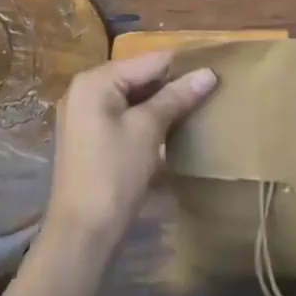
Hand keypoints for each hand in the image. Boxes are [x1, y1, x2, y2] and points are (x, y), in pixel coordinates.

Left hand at [44, 51, 217, 252]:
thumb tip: (209, 72)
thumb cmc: (114, 173)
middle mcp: (85, 89)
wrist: (82, 234)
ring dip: (161, 102)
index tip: (212, 74)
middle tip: (207, 92)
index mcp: (95, 80)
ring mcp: (84, 114)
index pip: (149, 61)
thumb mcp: (149, 129)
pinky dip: (145, 117)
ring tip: (194, 107)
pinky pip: (123, 114)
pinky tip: (170, 127)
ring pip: (133, 96)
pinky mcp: (89, 136)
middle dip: (171, 84)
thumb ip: (177, 96)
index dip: (181, 67)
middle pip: (139, 76)